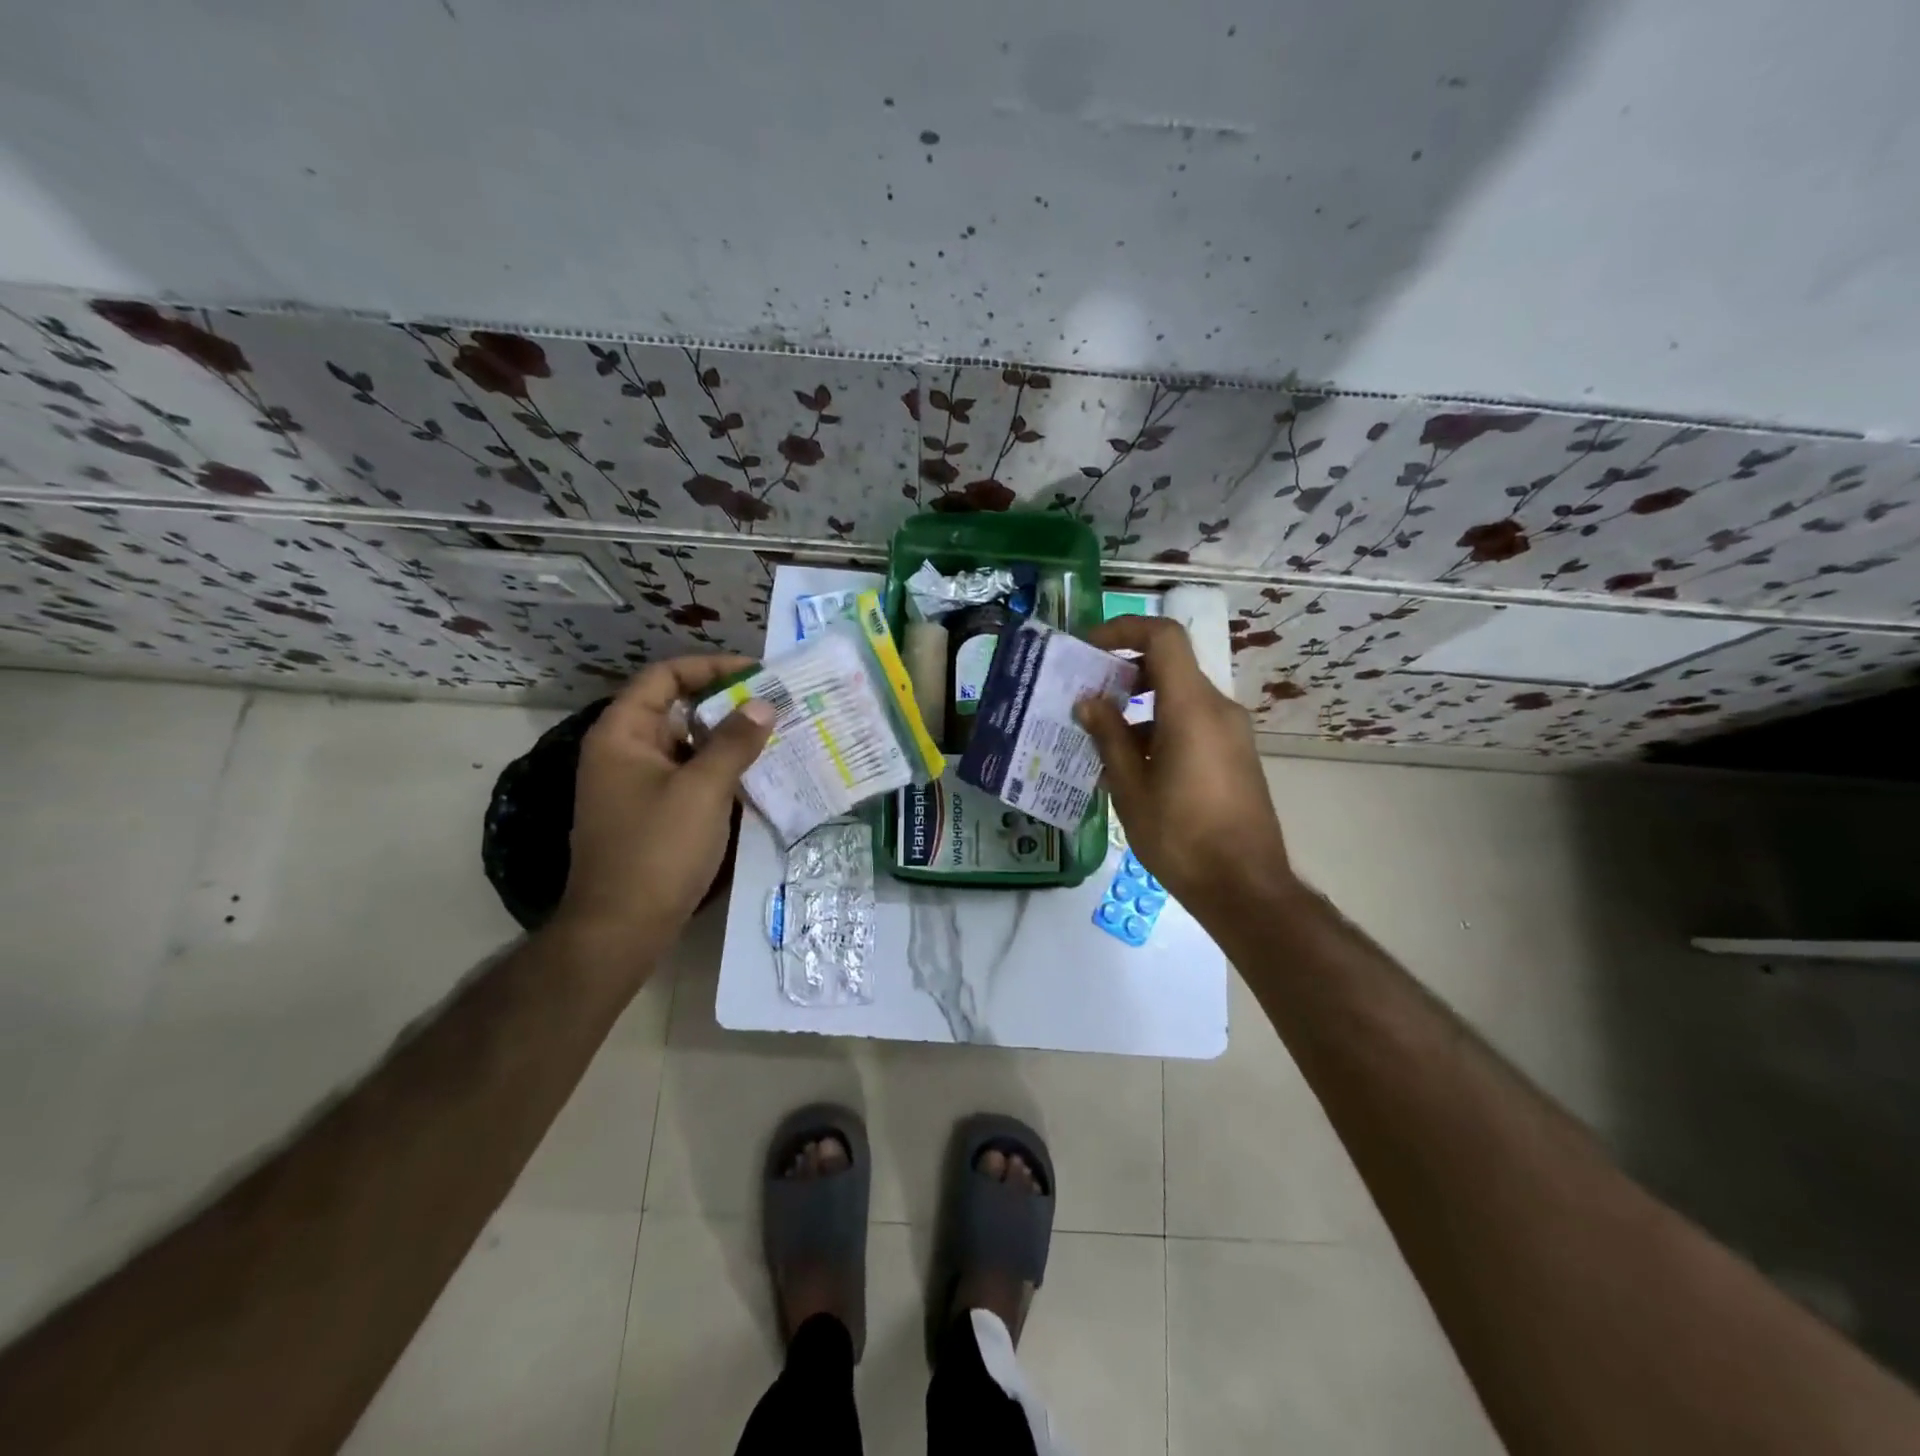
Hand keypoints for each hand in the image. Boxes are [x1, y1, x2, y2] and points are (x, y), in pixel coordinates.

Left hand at [551, 654, 773, 972]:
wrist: (621, 929)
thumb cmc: (657, 850)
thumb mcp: (702, 790)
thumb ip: (734, 742)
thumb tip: (765, 704)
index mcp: (622, 734)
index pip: (665, 677)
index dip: (710, 668)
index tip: (757, 674)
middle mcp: (624, 751)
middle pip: (677, 709)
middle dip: (727, 705)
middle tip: (776, 705)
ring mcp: (636, 785)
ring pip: (687, 746)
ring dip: (727, 740)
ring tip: (775, 738)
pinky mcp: (651, 814)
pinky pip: (688, 777)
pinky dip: (719, 771)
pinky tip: (756, 778)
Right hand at [1074, 616, 1293, 919]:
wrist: (1245, 887)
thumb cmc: (1181, 838)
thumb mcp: (1131, 789)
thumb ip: (1109, 737)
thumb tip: (1088, 701)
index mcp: (1191, 709)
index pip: (1163, 637)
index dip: (1124, 630)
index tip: (1089, 650)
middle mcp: (1217, 709)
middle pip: (1170, 665)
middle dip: (1124, 672)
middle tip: (1086, 695)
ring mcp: (1232, 732)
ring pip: (1180, 697)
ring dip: (1140, 704)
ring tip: (1101, 737)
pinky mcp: (1235, 754)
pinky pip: (1193, 722)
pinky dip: (1160, 726)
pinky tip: (1133, 765)